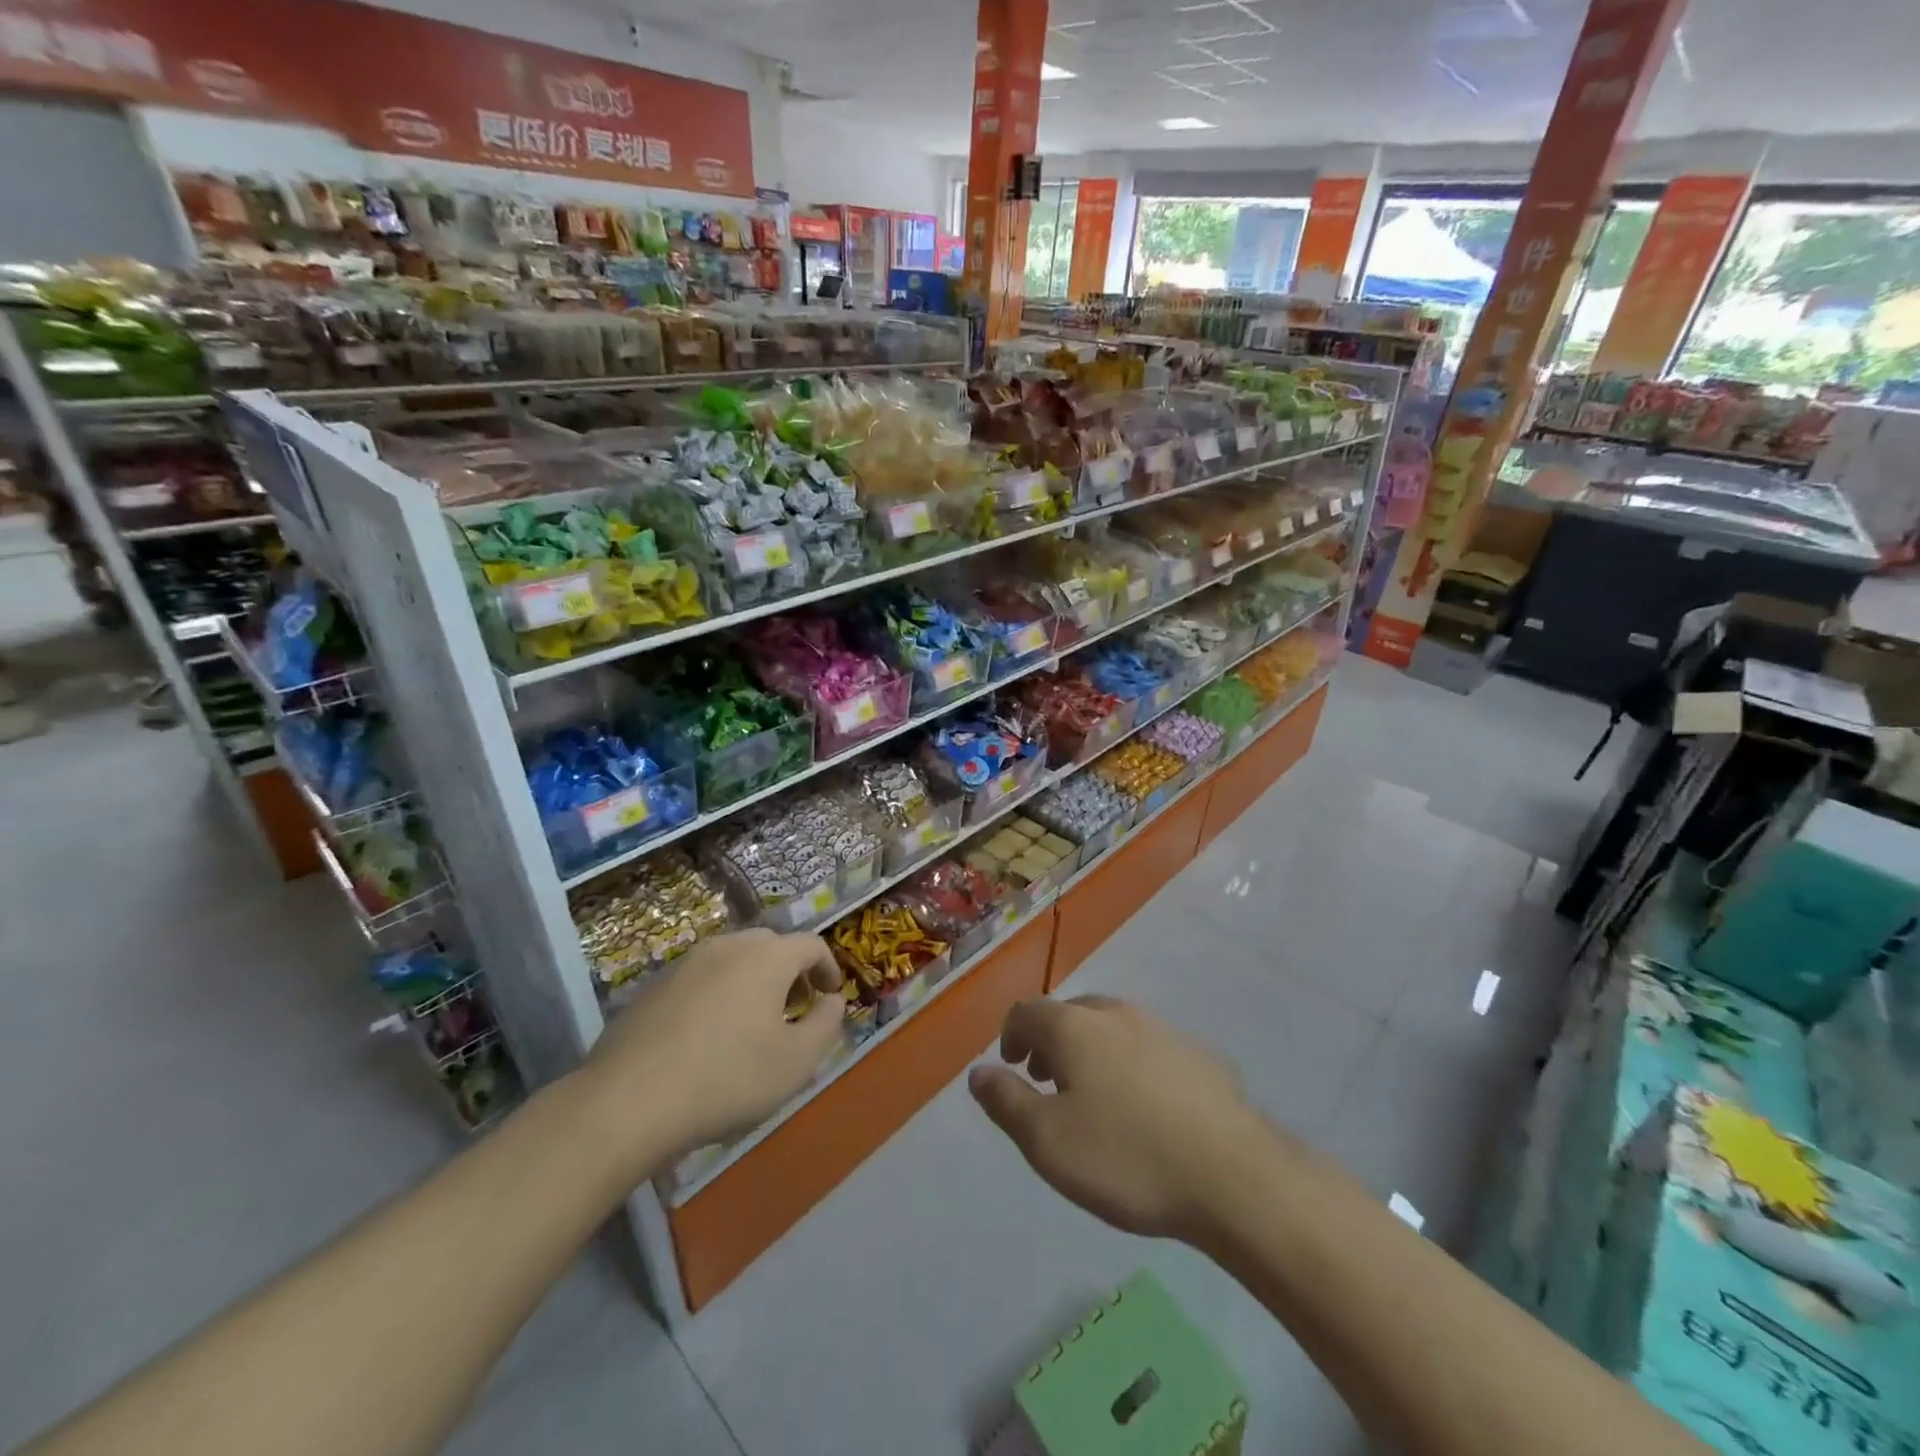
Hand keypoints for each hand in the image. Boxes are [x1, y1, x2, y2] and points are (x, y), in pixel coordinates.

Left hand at [583, 929, 844, 1167]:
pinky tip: (709, 1036)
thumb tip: (832, 1001)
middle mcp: (728, 946)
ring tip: (754, 1023)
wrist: (628, 1101)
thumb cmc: (728, 1078)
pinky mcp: (654, 986)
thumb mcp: (797, 1062)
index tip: (831, 995)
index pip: (811, 945)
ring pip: (734, 960)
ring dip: (753, 981)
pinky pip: (702, 979)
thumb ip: (826, 1025)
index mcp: (767, 956)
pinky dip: (719, 994)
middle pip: (771, 946)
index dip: (828, 967)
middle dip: (791, 972)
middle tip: (795, 1008)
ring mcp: (687, 963)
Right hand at [970, 996, 1272, 1242]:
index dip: (1011, 1034)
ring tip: (1093, 1095)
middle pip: (1070, 1013)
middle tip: (1047, 1080)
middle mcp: (1116, 1013)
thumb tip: (978, 1072)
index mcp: (1074, 1026)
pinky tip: (1146, 1108)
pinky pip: (1150, 1048)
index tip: (1011, 1067)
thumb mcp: (1047, 1141)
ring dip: (1091, 1050)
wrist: (1232, 1175)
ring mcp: (1163, 1029)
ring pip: (1112, 1027)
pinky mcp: (1200, 1055)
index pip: (1027, 1011)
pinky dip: (1132, 1064)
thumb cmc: (1125, 1156)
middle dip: (1050, 1041)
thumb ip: (1006, 1101)